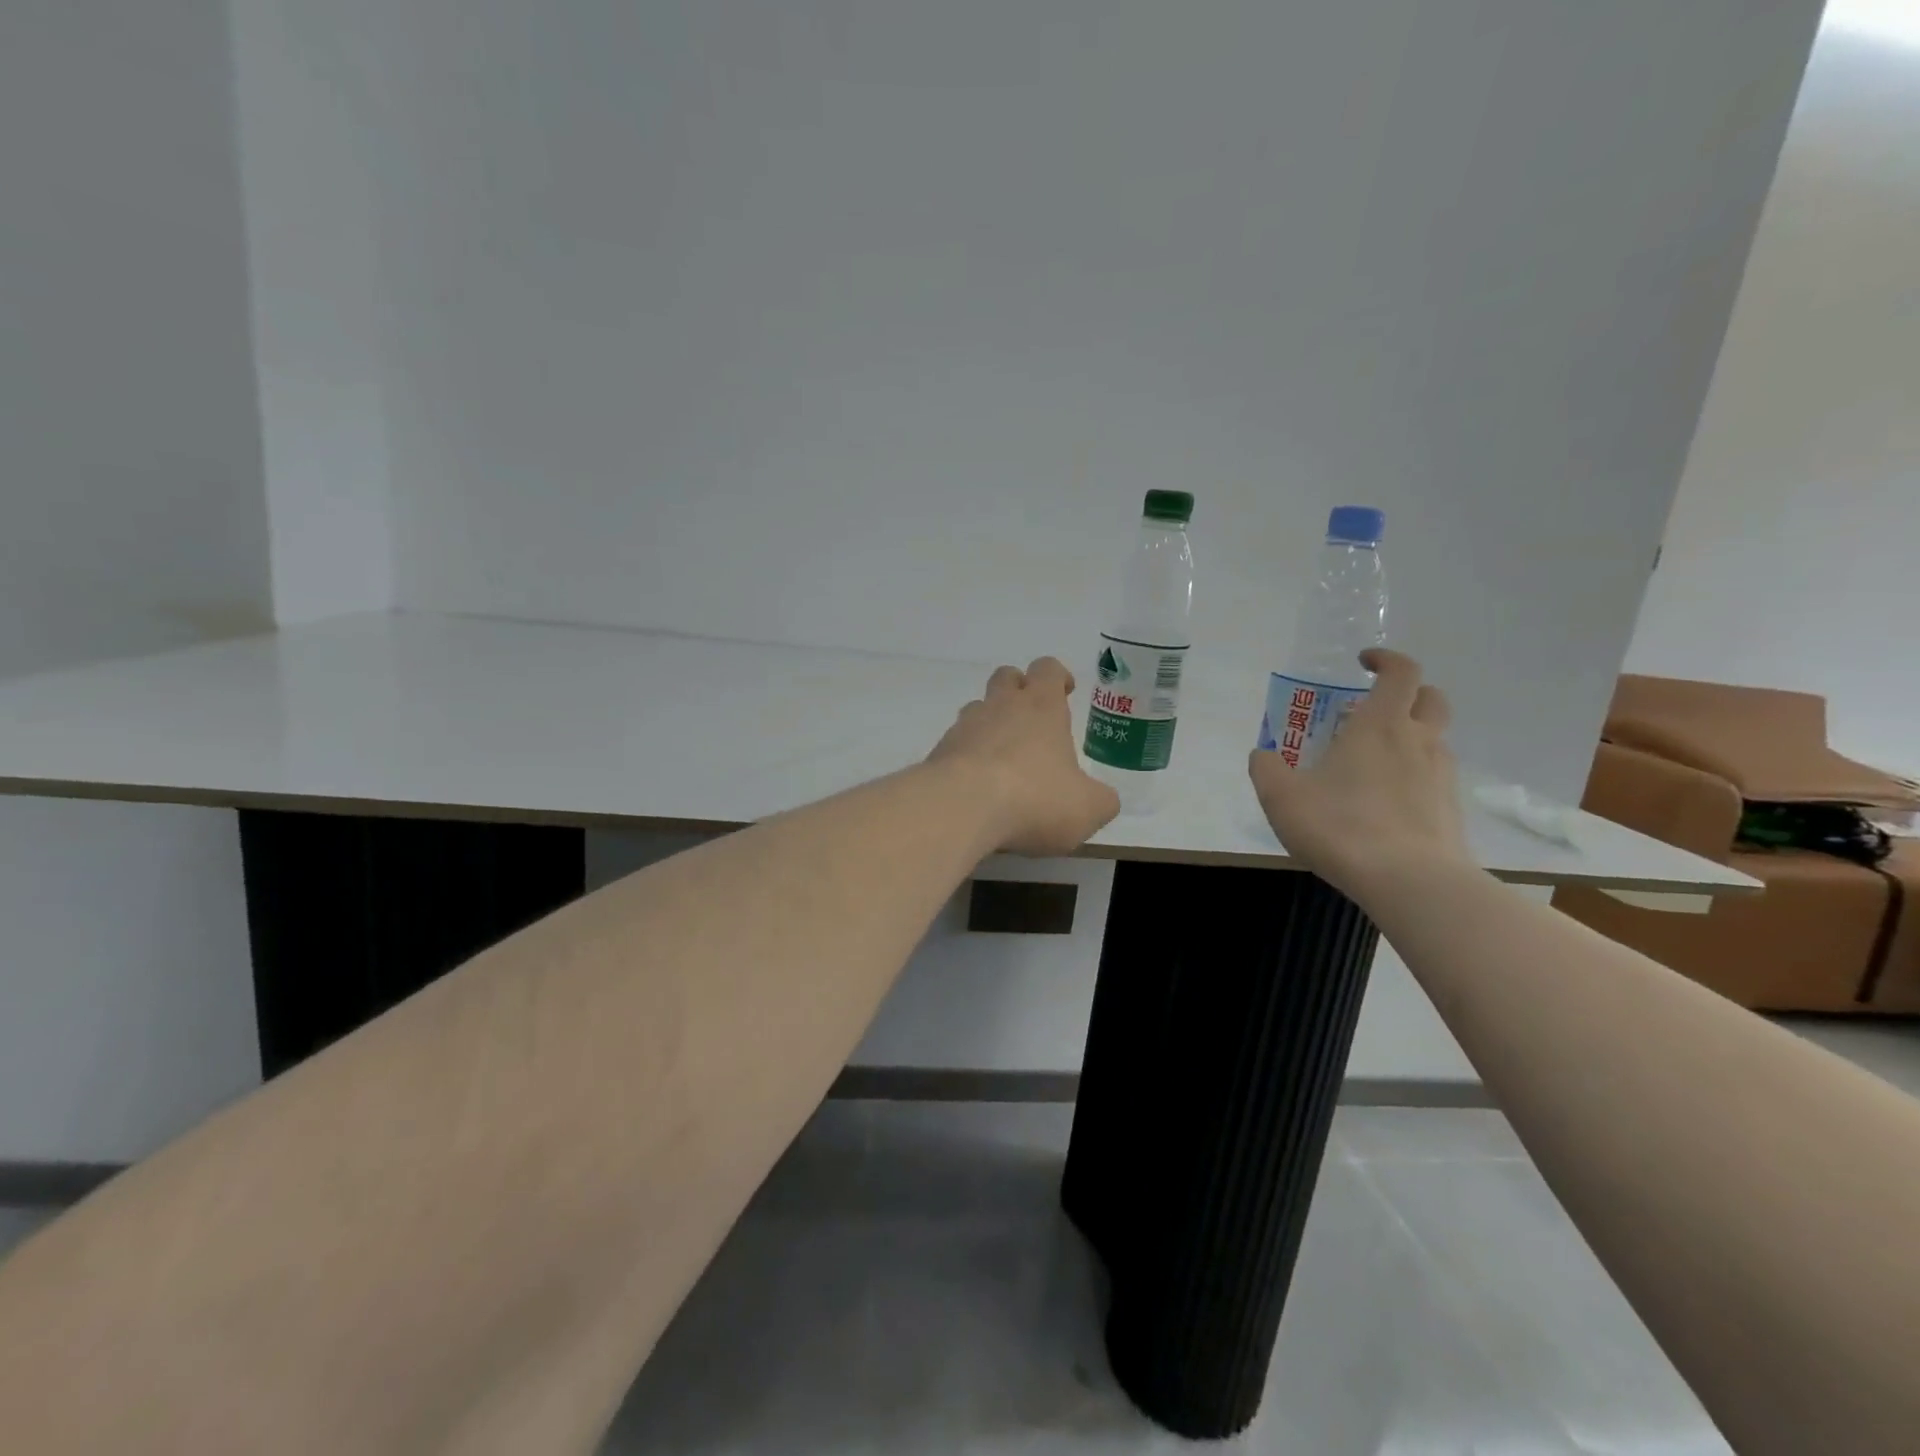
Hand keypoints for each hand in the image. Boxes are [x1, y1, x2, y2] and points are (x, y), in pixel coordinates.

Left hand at [928, 658, 1121, 855]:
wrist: (961, 808)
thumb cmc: (1034, 798)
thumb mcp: (1087, 808)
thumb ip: (1101, 801)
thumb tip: (1102, 800)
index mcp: (1041, 707)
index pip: (1048, 669)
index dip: (1058, 676)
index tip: (1065, 692)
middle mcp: (1001, 707)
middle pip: (1006, 677)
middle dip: (1019, 690)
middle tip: (1032, 720)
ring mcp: (964, 727)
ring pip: (977, 708)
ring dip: (990, 723)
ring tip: (1003, 759)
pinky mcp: (939, 753)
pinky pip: (956, 744)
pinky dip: (967, 757)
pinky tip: (977, 786)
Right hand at [1248, 649, 1470, 901]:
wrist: (1410, 881)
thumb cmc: (1340, 826)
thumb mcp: (1281, 796)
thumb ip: (1266, 768)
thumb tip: (1263, 755)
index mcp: (1380, 725)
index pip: (1401, 672)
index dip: (1385, 659)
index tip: (1364, 662)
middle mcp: (1419, 741)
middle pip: (1431, 698)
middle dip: (1407, 693)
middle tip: (1374, 708)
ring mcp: (1441, 775)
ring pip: (1434, 739)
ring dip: (1410, 736)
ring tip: (1373, 761)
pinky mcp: (1450, 809)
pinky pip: (1434, 776)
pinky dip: (1414, 774)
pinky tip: (1386, 801)